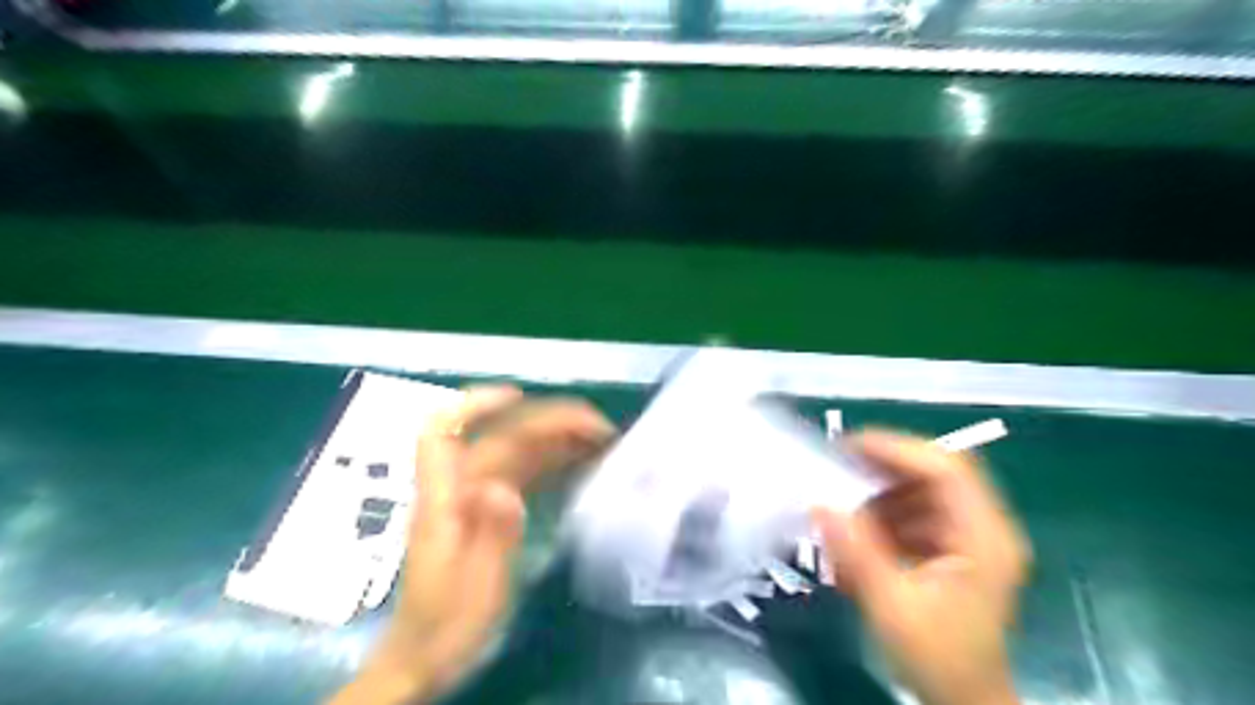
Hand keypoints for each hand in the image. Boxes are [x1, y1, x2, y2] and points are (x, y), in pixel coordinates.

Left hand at [330, 389, 610, 700]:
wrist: (428, 654)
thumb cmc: (447, 624)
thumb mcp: (473, 588)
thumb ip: (490, 536)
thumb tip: (504, 488)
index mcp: (444, 499)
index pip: (442, 431)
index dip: (476, 404)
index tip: (521, 396)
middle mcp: (460, 486)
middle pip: (503, 435)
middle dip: (551, 421)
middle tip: (601, 429)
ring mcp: (477, 494)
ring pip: (520, 449)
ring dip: (560, 436)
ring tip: (603, 438)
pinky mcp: (492, 507)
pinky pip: (527, 471)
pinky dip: (555, 459)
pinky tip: (582, 459)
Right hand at [814, 429, 1028, 704]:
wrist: (966, 702)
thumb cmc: (939, 660)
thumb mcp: (892, 608)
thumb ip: (857, 553)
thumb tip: (819, 505)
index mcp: (984, 538)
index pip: (946, 469)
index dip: (897, 449)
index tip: (847, 447)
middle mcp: (983, 528)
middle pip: (934, 473)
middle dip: (882, 468)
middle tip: (836, 470)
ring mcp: (969, 537)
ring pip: (920, 490)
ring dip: (878, 495)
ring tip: (842, 511)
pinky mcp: (952, 547)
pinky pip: (914, 513)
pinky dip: (882, 516)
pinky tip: (858, 537)